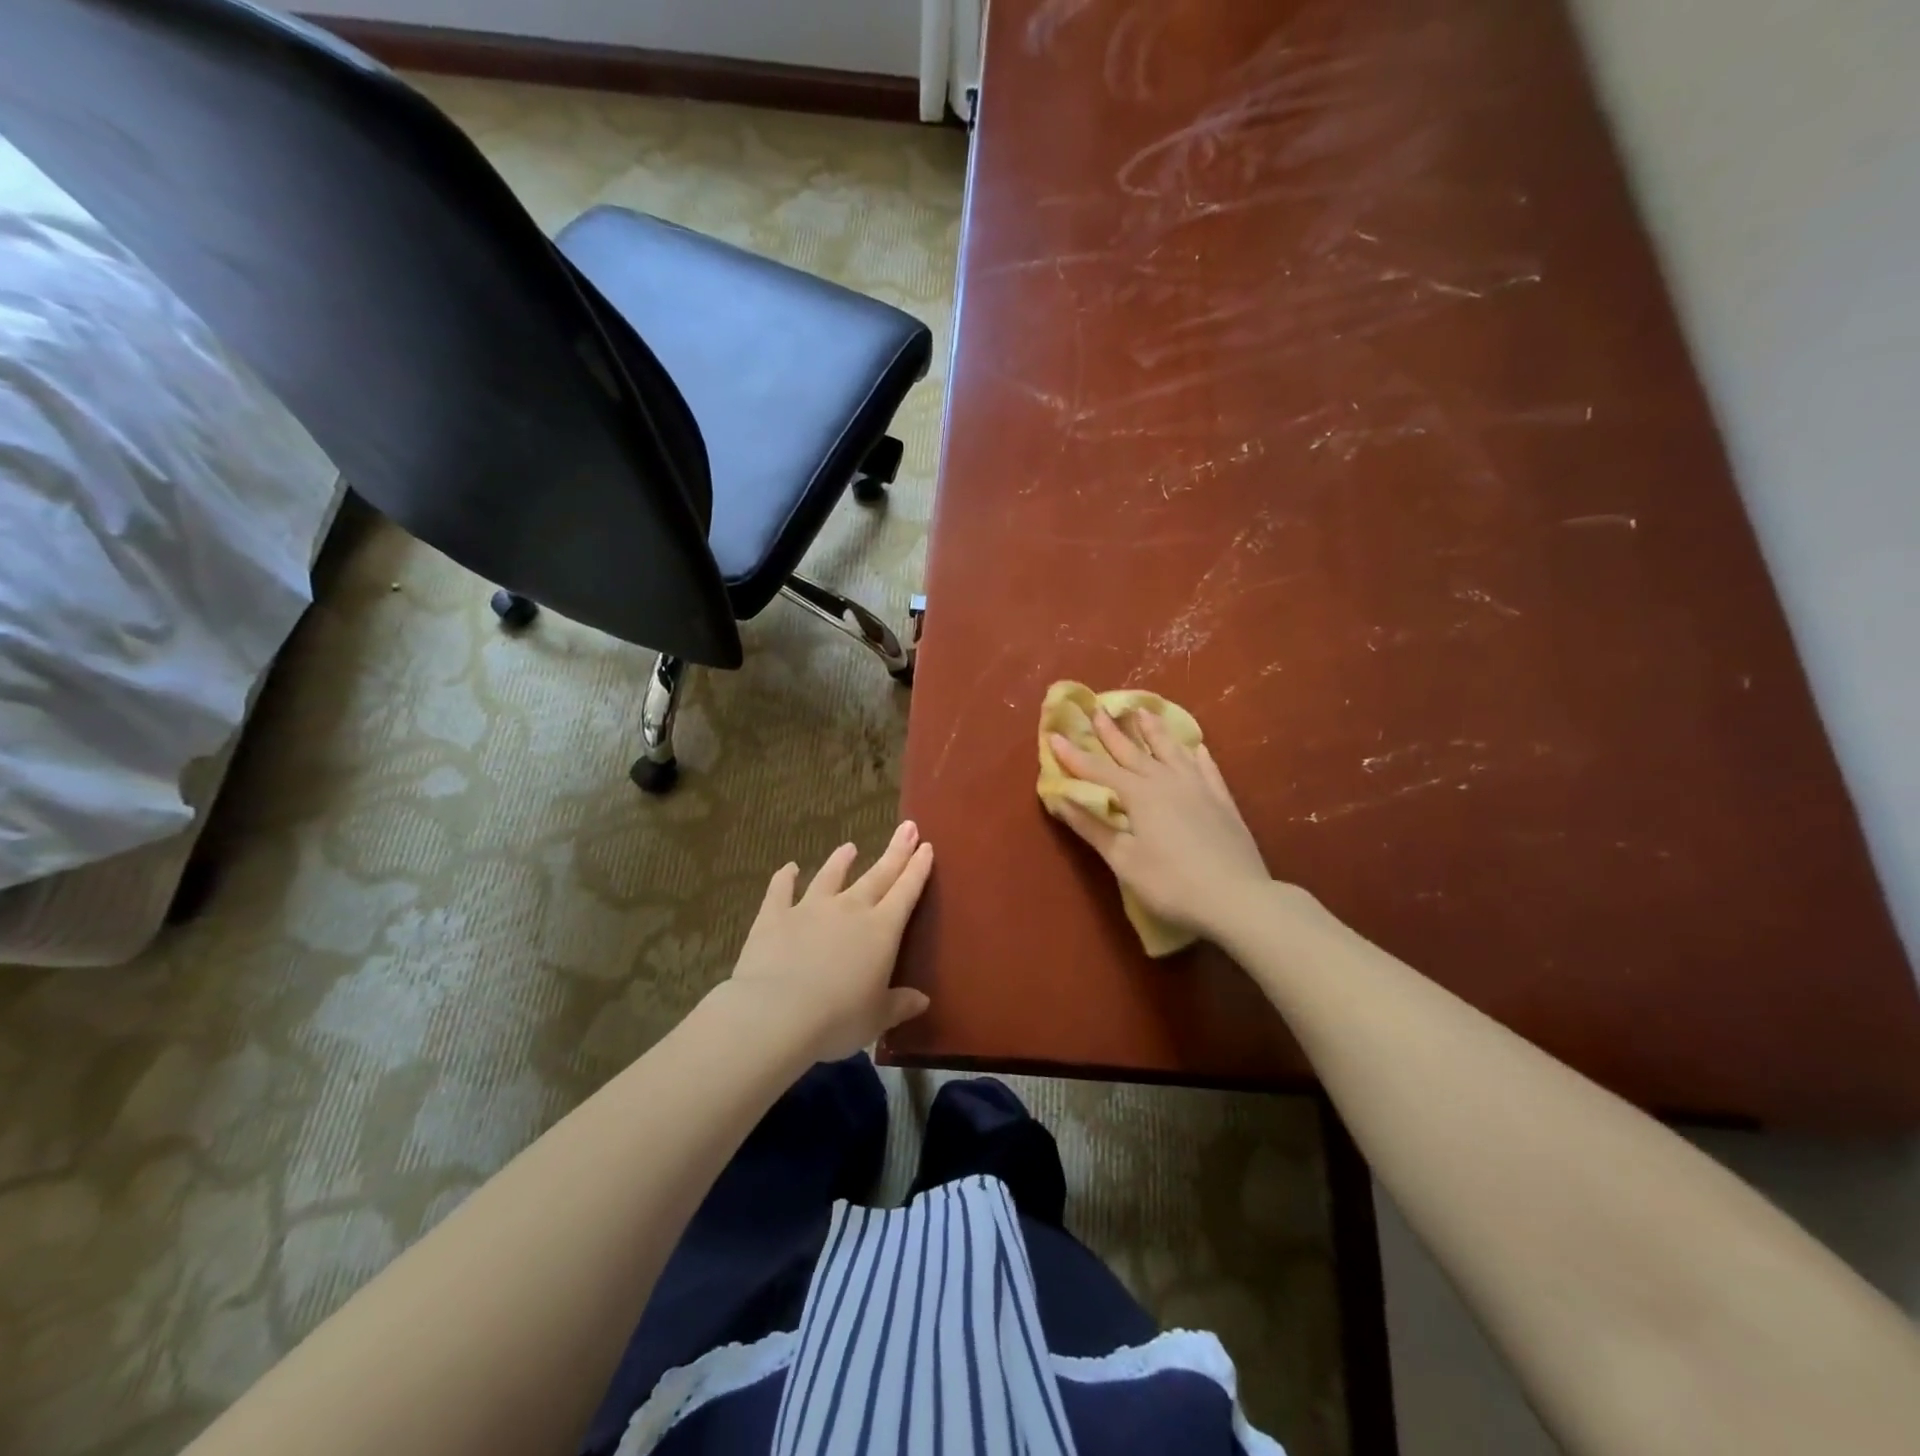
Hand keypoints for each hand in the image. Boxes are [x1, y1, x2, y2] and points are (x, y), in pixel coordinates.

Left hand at [725, 821, 934, 1062]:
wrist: (777, 1013)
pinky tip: (788, 868)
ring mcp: (810, 908)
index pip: (906, 891)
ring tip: (849, 847)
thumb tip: (922, 1000)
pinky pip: (780, 890)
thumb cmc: (838, 1018)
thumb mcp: (877, 1017)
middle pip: (877, 875)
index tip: (926, 846)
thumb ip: (899, 1004)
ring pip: (830, 876)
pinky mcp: (775, 916)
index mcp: (881, 930)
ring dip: (841, 861)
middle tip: (906, 827)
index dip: (918, 868)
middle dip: (895, 851)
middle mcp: (850, 909)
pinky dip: (784, 878)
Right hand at [1050, 709, 1273, 943]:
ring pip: (1172, 751)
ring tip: (1144, 712)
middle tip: (1098, 709)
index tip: (1055, 735)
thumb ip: (1092, 827)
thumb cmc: (1170, 883)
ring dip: (1154, 731)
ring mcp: (1198, 787)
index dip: (1074, 755)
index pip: (1098, 770)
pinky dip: (1197, 755)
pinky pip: (1207, 769)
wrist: (1237, 897)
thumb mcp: (1123, 860)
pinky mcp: (1222, 801)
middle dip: (1112, 732)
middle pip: (1133, 751)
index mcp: (1139, 794)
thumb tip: (1061, 799)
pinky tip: (1197, 748)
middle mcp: (1167, 781)